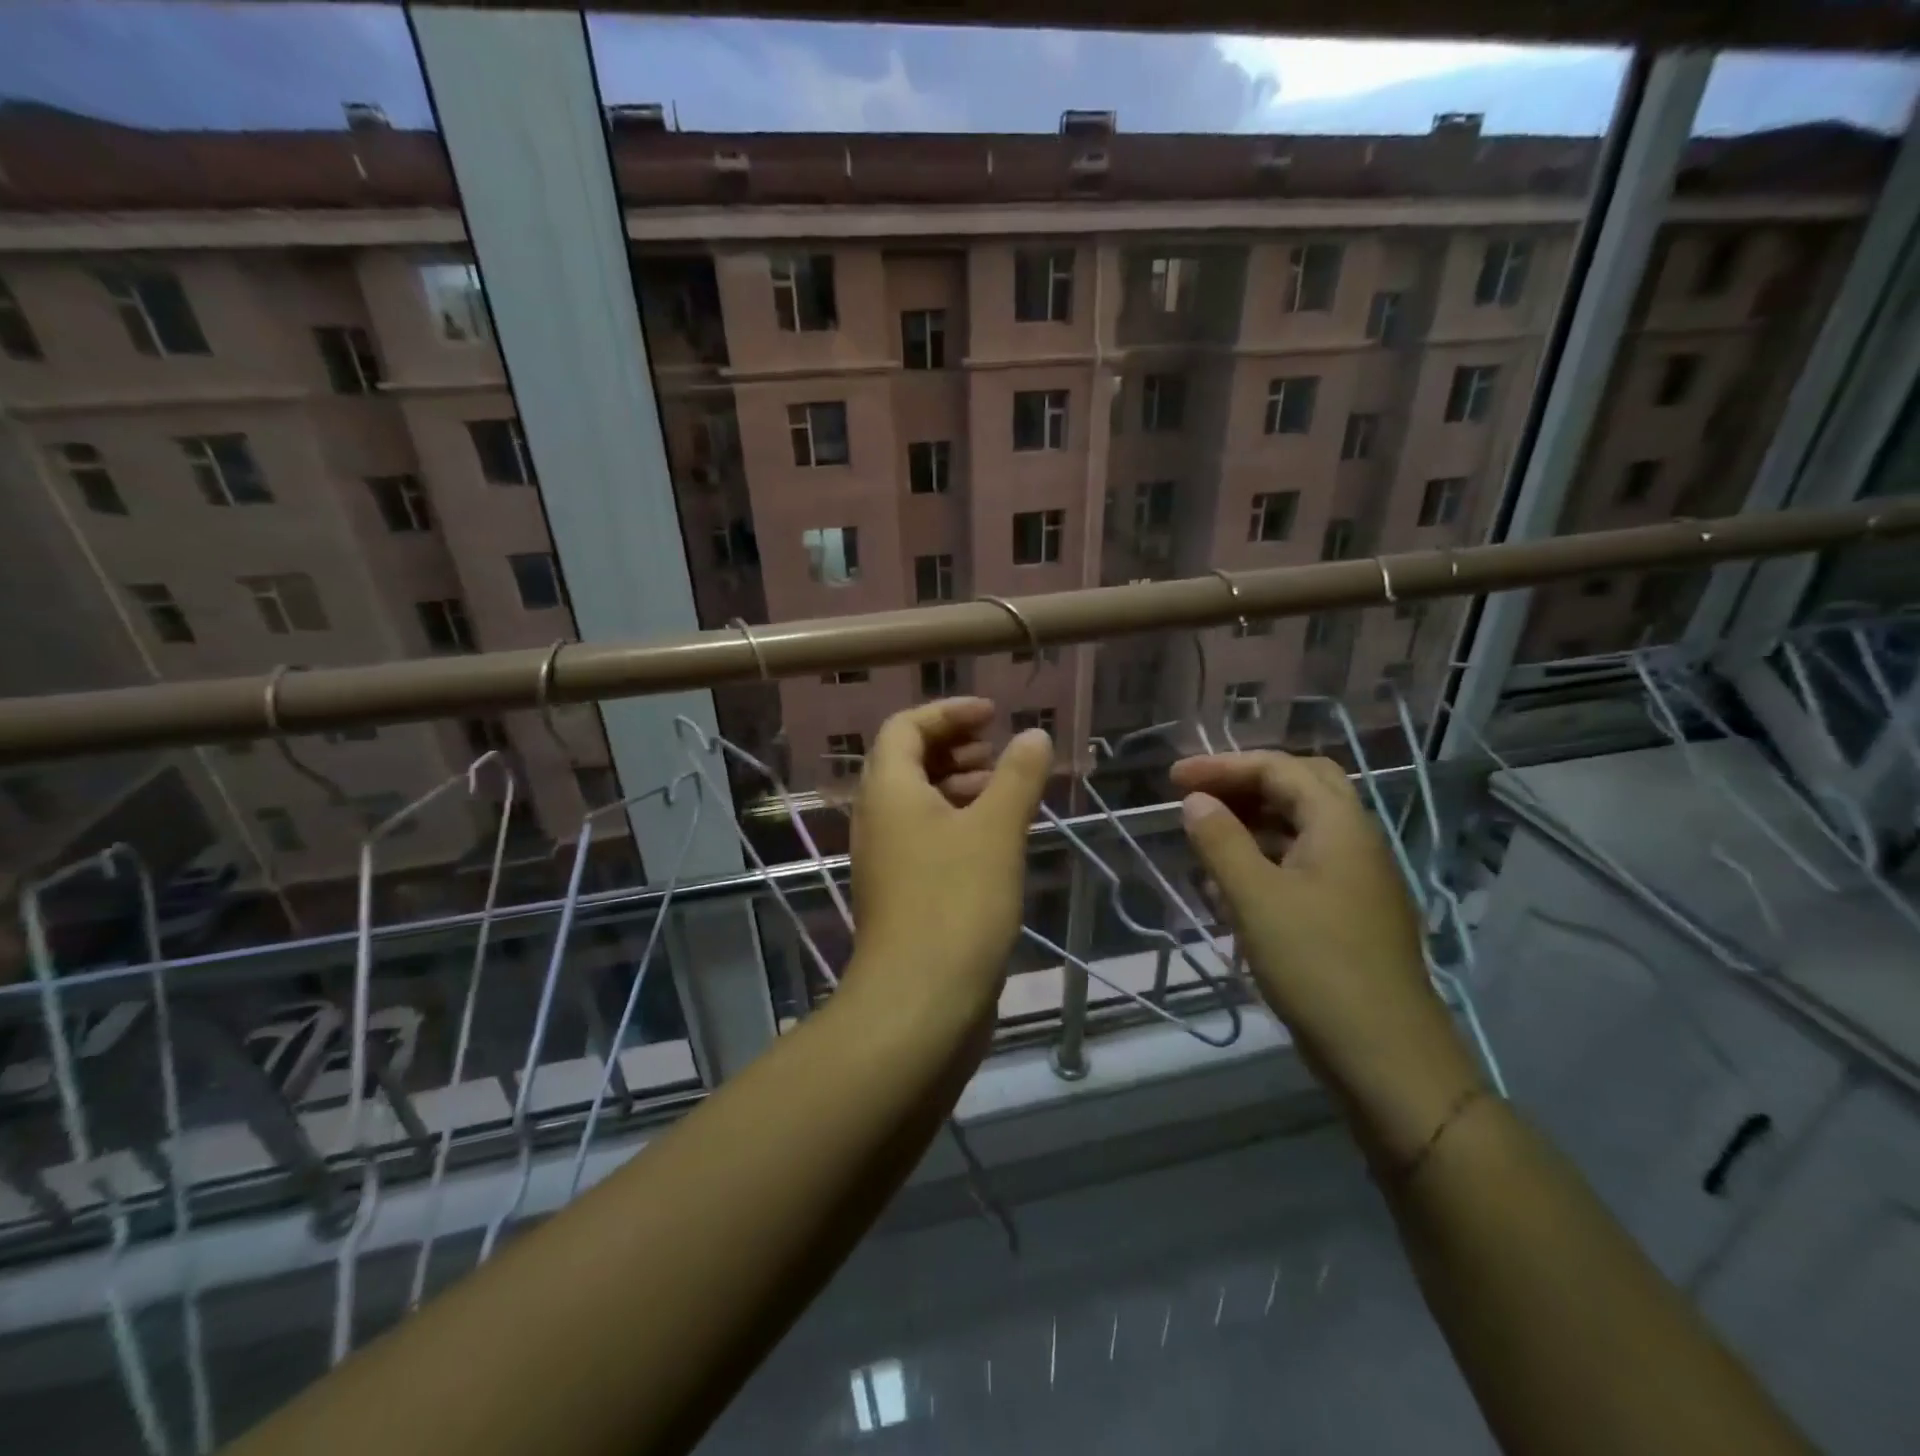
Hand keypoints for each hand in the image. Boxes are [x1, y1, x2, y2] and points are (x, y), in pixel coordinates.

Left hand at [846, 699, 1052, 1022]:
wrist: (921, 1001)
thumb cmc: (957, 903)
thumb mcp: (996, 830)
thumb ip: (1018, 776)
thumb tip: (1034, 735)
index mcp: (888, 791)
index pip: (906, 727)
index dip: (948, 712)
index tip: (994, 716)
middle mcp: (878, 819)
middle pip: (908, 762)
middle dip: (955, 747)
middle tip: (999, 752)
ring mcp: (887, 859)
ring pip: (919, 803)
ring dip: (959, 786)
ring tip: (1005, 791)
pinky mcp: (902, 893)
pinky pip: (927, 838)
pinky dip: (958, 823)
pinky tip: (997, 840)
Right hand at [1171, 751, 1483, 1161]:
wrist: (1386, 1056)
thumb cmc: (1316, 966)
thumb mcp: (1254, 898)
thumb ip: (1220, 841)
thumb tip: (1195, 800)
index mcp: (1340, 825)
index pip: (1279, 769)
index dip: (1222, 766)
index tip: (1173, 778)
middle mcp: (1356, 840)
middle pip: (1300, 787)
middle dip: (1245, 784)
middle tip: (1199, 795)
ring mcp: (1359, 878)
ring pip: (1302, 827)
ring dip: (1253, 821)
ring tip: (1206, 836)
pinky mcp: (1352, 911)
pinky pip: (1304, 863)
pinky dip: (1266, 857)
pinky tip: (1232, 884)